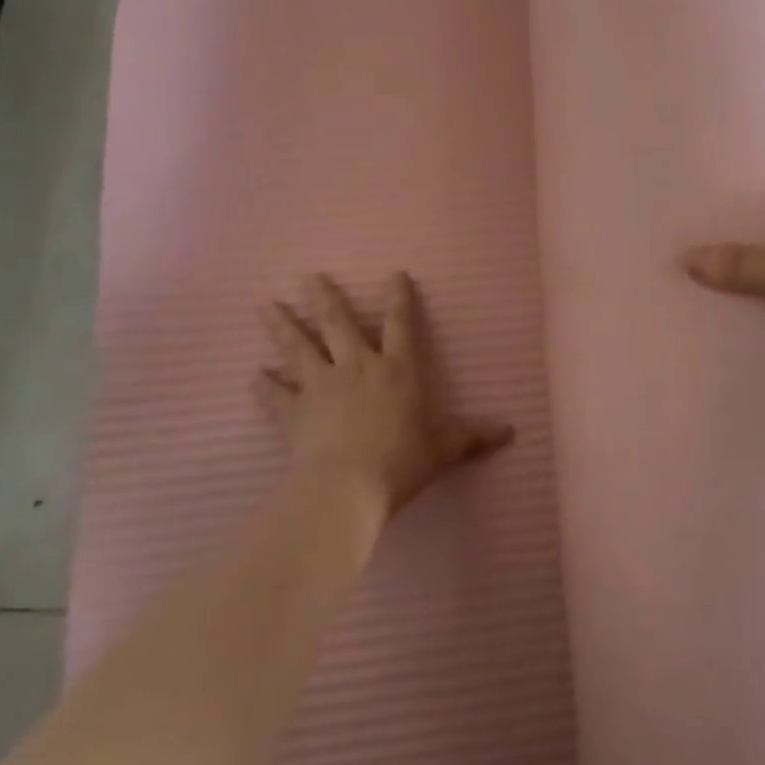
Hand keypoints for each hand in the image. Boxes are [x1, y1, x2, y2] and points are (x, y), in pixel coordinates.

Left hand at [256, 272, 510, 516]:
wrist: (344, 490)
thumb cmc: (400, 463)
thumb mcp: (443, 450)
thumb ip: (472, 438)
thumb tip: (510, 432)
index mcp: (397, 370)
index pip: (400, 324)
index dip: (399, 298)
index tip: (395, 274)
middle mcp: (357, 368)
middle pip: (338, 324)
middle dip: (324, 298)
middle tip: (309, 276)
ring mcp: (321, 387)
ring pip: (298, 348)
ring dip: (282, 327)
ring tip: (265, 306)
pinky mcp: (292, 414)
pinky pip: (275, 396)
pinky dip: (264, 386)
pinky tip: (254, 376)